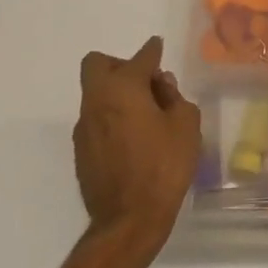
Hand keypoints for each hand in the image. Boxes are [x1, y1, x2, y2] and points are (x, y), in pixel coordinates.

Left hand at [73, 36, 201, 252]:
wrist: (129, 220)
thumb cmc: (164, 166)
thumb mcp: (185, 126)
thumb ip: (175, 97)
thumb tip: (161, 85)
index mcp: (123, 89)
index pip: (139, 58)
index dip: (152, 51)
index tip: (157, 48)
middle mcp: (97, 101)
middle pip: (96, 65)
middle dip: (119, 64)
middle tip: (145, 82)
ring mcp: (84, 127)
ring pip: (95, 93)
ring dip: (116, 93)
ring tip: (145, 114)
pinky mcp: (81, 151)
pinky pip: (96, 119)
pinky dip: (112, 117)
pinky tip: (133, 138)